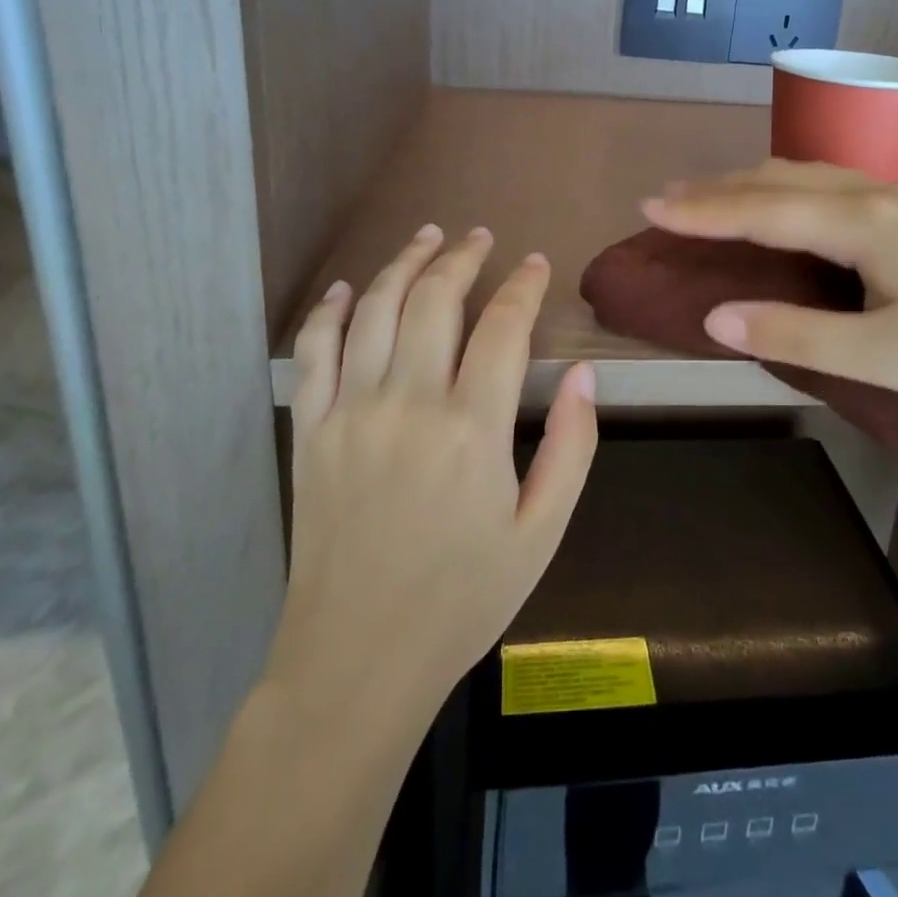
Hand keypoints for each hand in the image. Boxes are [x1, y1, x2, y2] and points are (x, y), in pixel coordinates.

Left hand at [265, 224, 597, 720]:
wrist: (358, 659)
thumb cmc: (463, 598)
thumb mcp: (543, 532)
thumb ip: (573, 448)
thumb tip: (586, 374)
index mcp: (472, 428)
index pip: (504, 327)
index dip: (524, 286)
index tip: (536, 263)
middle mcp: (409, 403)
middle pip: (436, 300)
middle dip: (463, 257)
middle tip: (480, 238)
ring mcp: (351, 412)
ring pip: (375, 310)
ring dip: (404, 264)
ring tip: (427, 237)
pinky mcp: (311, 431)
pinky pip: (314, 352)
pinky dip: (329, 311)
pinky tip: (347, 288)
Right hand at [643, 160, 897, 427]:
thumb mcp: (881, 357)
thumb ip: (793, 336)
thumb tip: (715, 316)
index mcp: (860, 223)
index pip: (759, 209)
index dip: (699, 211)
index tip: (648, 208)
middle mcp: (875, 194)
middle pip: (779, 177)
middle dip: (717, 189)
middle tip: (667, 201)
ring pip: (808, 173)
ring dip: (753, 183)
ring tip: (714, 198)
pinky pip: (833, 184)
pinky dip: (788, 189)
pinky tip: (789, 206)